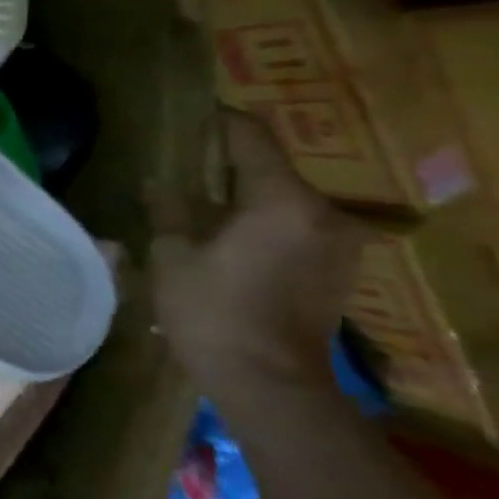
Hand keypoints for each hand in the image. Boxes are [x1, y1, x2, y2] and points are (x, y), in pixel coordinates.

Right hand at [152, 111, 363, 391]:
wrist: (268, 383)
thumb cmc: (212, 313)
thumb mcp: (172, 256)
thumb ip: (169, 210)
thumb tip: (159, 181)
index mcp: (282, 201)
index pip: (251, 138)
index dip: (218, 121)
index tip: (188, 114)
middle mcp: (323, 212)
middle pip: (271, 169)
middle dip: (226, 164)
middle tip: (182, 164)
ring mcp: (338, 242)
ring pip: (284, 200)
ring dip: (245, 196)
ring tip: (200, 202)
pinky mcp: (338, 269)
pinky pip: (296, 227)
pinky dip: (263, 222)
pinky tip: (228, 237)